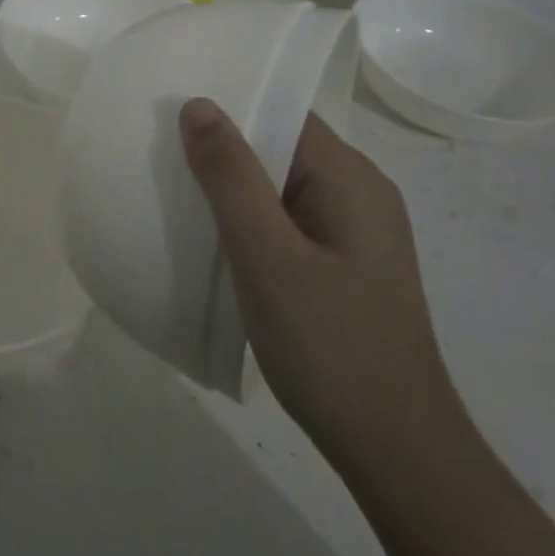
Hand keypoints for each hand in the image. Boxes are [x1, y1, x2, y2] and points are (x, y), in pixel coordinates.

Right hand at [178, 98, 458, 465]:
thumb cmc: (329, 346)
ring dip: (233, 189)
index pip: (285, 115)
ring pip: (282, 188)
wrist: (395, 450)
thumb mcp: (268, 256)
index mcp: (351, 178)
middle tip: (159, 152)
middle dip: (224, 149)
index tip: (172, 111)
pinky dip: (250, 222)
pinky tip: (214, 241)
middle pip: (282, 148)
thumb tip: (199, 105)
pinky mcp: (344, 266)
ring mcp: (355, 233)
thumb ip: (231, 178)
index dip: (230, 107)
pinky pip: (288, 222)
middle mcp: (360, 194)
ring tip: (174, 191)